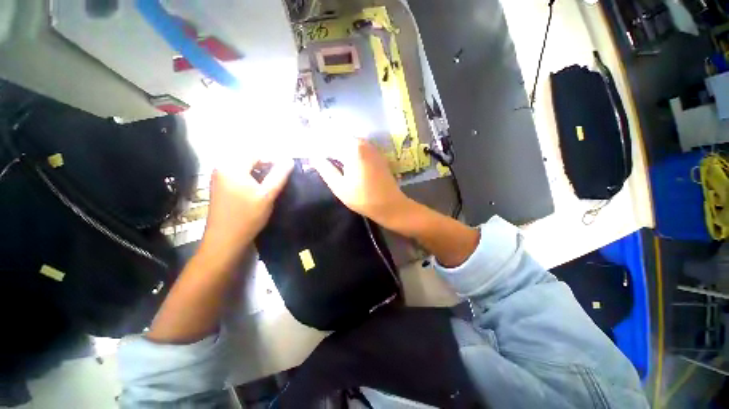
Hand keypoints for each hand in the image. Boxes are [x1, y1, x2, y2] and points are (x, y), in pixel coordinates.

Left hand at [201, 158, 292, 265]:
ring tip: (270, 187)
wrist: (225, 239)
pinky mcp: (219, 188)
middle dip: (266, 167)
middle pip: (249, 160)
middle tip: (279, 180)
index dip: (273, 160)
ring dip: (259, 174)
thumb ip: (279, 175)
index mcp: (232, 167)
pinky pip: (238, 177)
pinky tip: (257, 192)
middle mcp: (222, 168)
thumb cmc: (248, 216)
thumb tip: (289, 160)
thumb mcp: (267, 195)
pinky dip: (250, 180)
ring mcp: (219, 178)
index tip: (285, 173)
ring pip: (244, 169)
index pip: (256, 154)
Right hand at [312, 139, 410, 224]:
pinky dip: (347, 150)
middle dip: (326, 144)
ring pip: (348, 142)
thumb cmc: (363, 198)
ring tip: (325, 157)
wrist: (390, 205)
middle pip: (338, 138)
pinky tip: (341, 159)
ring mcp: (371, 147)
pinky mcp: (376, 154)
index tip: (307, 150)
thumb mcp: (339, 187)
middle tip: (315, 154)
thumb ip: (325, 169)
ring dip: (336, 147)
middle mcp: (363, 142)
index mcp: (352, 148)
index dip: (316, 145)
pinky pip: (357, 147)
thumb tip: (314, 157)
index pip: (328, 140)